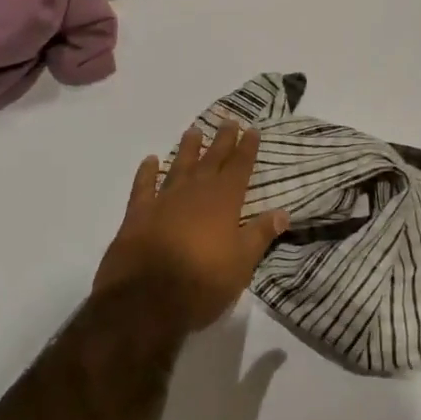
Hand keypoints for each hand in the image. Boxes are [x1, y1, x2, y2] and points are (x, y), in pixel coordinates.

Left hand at [95, 120, 288, 332]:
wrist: (145, 299)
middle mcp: (195, 192)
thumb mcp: (242, 263)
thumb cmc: (202, 282)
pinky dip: (147, 172)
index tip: (252, 129)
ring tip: (194, 131)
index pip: (239, 167)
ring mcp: (164, 200)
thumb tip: (283, 211)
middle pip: (211, 160)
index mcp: (224, 201)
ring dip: (188, 149)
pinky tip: (150, 160)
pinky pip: (143, 186)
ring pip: (179, 166)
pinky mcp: (138, 214)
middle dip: (222, 140)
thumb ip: (261, 234)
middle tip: (228, 120)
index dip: (247, 148)